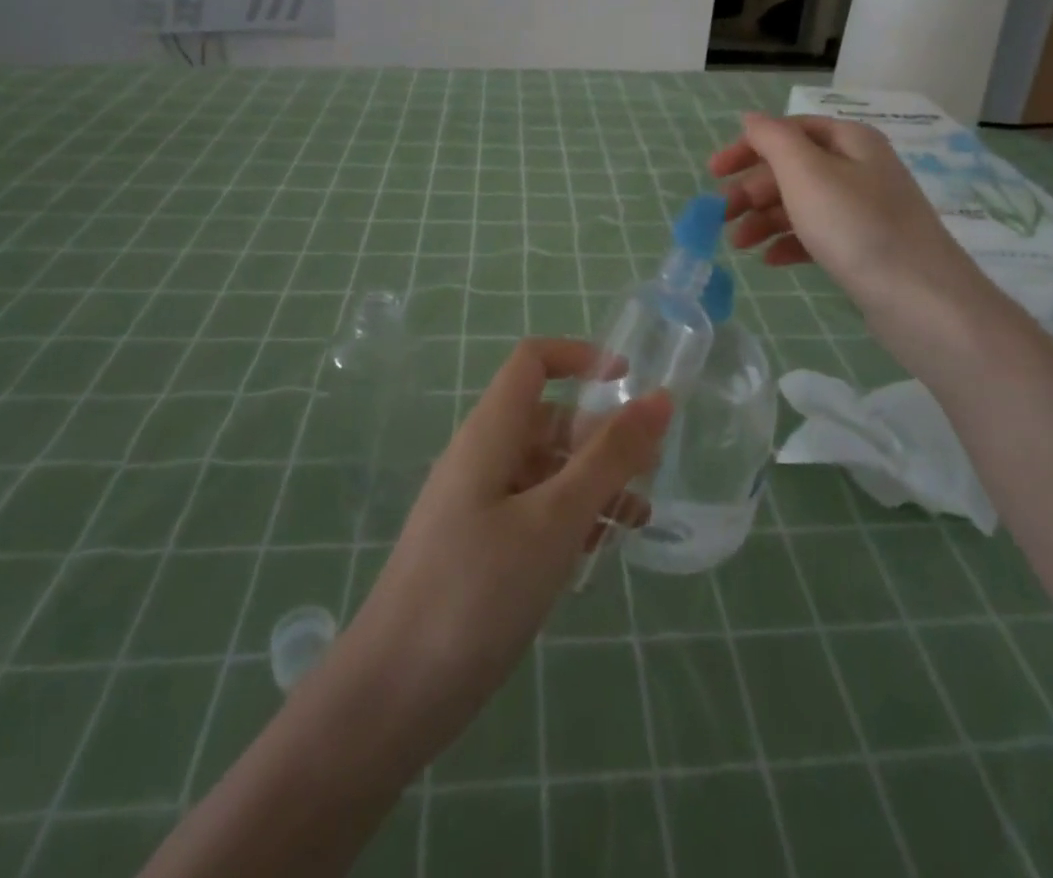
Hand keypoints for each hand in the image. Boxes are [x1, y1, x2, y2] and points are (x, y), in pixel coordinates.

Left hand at [334, 339, 669, 762]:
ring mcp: (478, 504)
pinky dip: (571, 517)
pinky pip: (534, 510)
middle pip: (547, 418)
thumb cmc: (477, 591)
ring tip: (637, 518)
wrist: (393, 695)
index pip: (533, 361)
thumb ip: (609, 456)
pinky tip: (599, 550)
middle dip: (599, 434)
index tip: (629, 381)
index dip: (580, 357)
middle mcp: (483, 457)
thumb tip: (659, 397)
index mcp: (491, 433)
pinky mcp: (481, 547)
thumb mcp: (555, 518)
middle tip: (649, 469)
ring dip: (593, 482)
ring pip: (546, 469)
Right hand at [710, 112, 982, 314]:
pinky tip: (770, 261)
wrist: (920, 299)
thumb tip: (751, 119)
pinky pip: (818, 236)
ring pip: (802, 204)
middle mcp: (860, 168)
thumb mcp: (806, 173)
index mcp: (850, 141)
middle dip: (752, 190)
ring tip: (738, 245)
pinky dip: (790, 243)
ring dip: (764, 219)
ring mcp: (865, 210)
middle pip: (793, 169)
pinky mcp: (865, 247)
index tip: (713, 173)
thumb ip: (773, 140)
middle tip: (721, 216)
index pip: (788, 131)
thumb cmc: (856, 226)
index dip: (748, 147)